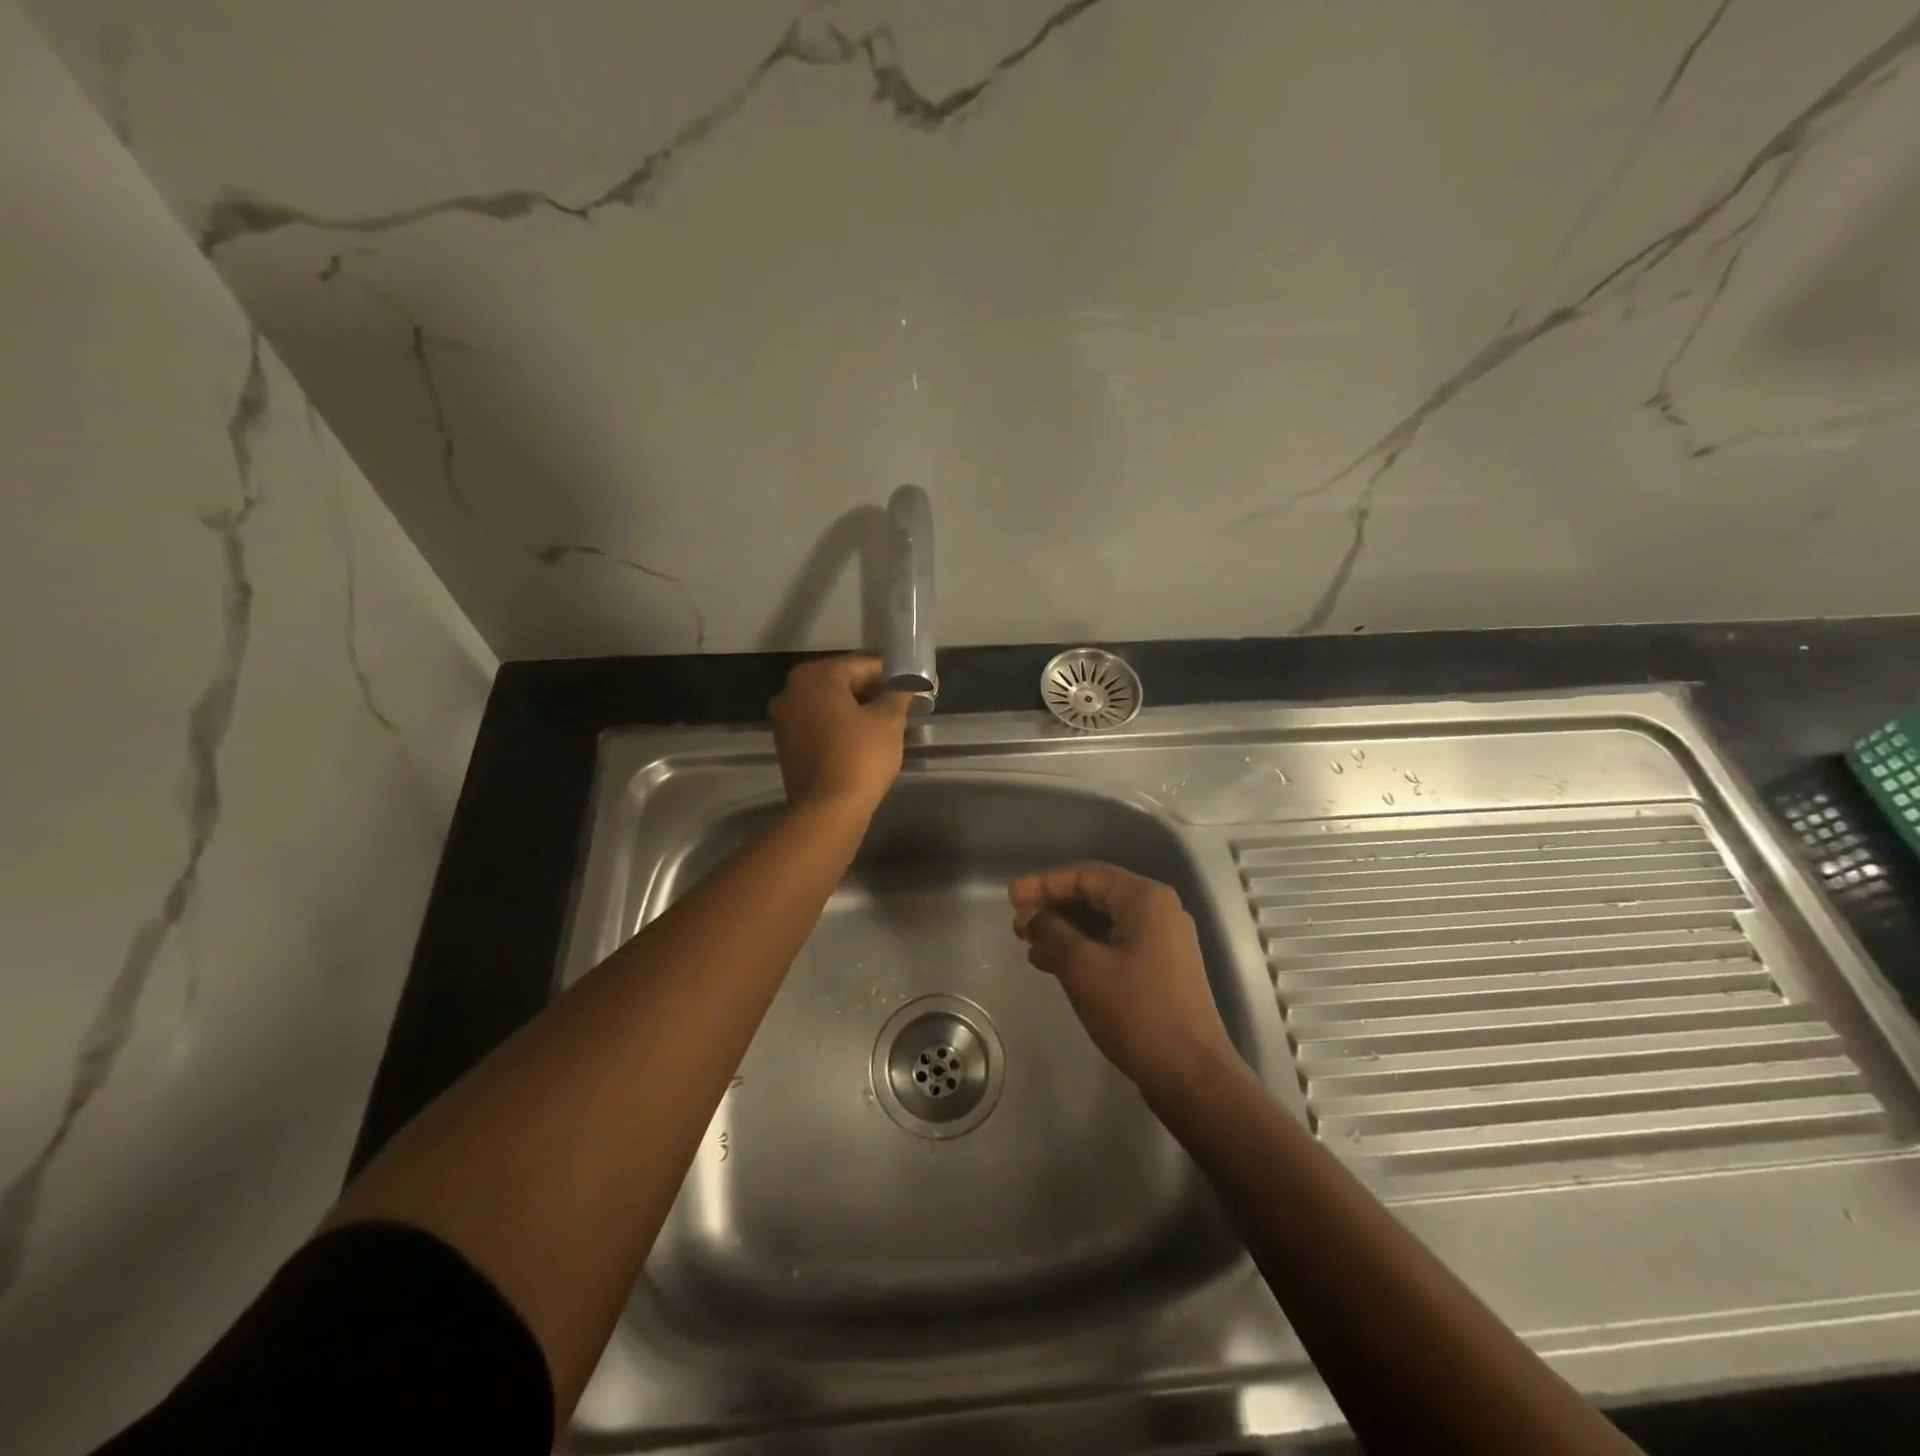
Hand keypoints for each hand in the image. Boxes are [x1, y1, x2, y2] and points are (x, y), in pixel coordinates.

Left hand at [770, 654, 912, 815]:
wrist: (828, 810)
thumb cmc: (860, 757)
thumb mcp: (888, 721)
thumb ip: (900, 694)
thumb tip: (910, 684)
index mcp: (815, 676)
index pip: (863, 664)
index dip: (894, 673)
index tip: (916, 684)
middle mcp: (793, 691)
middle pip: (844, 681)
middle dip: (875, 690)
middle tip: (905, 703)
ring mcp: (785, 719)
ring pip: (831, 704)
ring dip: (859, 709)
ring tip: (890, 721)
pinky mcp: (788, 744)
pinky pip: (821, 724)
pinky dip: (843, 726)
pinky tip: (867, 738)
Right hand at [1008, 862, 1236, 1097]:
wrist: (1191, 1074)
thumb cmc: (1136, 1011)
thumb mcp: (1083, 967)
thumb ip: (1052, 931)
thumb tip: (1032, 914)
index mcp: (1145, 898)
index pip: (1085, 875)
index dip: (1044, 883)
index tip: (1011, 897)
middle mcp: (1157, 911)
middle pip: (1094, 895)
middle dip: (1052, 907)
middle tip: (1017, 924)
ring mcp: (1161, 941)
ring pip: (1102, 923)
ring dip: (1063, 930)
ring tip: (1027, 945)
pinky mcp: (1159, 969)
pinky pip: (1112, 945)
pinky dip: (1082, 949)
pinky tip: (1052, 964)